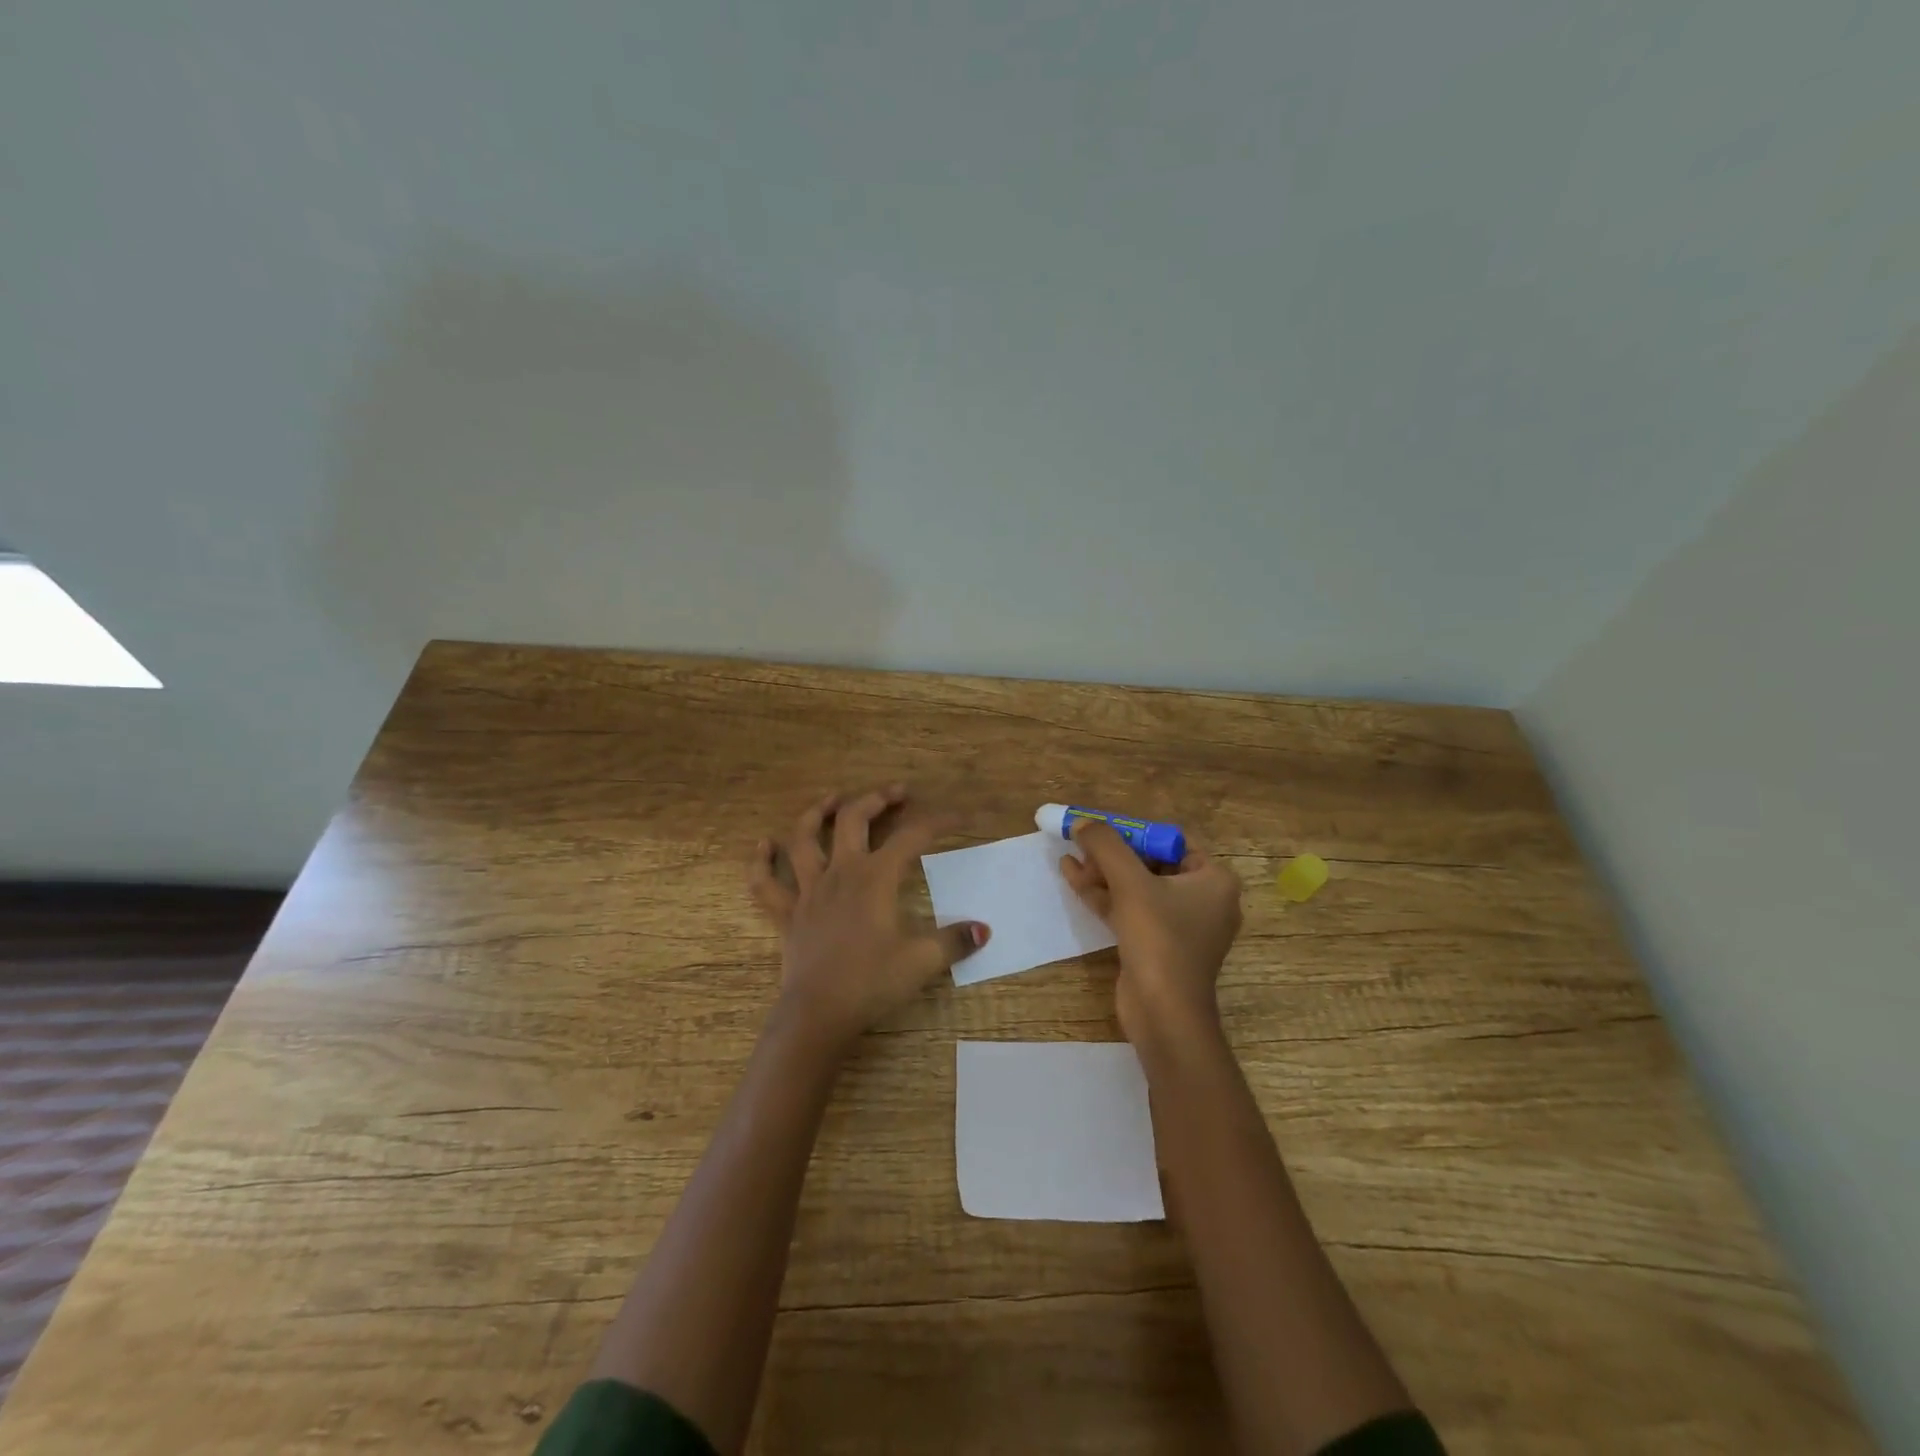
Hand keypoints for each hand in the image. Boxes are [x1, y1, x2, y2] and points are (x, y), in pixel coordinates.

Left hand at [749, 786, 989, 1050]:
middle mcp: (840, 873)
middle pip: (853, 820)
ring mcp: (808, 891)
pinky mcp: (786, 914)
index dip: (938, 823)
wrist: (818, 1014)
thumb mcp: (921, 962)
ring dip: (816, 814)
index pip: (912, 837)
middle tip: (896, 792)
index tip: (959, 818)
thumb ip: (954, 942)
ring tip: (831, 799)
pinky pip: (765, 884)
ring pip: (804, 839)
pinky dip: (761, 863)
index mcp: (875, 878)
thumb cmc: (871, 983)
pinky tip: (763, 845)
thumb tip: (984, 930)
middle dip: (876, 800)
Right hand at [1060, 820, 1242, 1045]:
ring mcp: (1181, 925)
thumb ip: (1105, 845)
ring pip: (1137, 887)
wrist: (1163, 1013)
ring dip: (1103, 872)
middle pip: (1151, 862)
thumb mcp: (1130, 883)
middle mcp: (1204, 899)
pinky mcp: (1159, 945)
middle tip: (1082, 844)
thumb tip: (1082, 821)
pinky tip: (1073, 878)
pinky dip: (1105, 895)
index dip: (1133, 831)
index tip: (1101, 827)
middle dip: (1113, 853)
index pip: (1171, 840)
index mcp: (1214, 880)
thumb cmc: (1159, 939)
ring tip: (1069, 857)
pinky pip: (1132, 909)